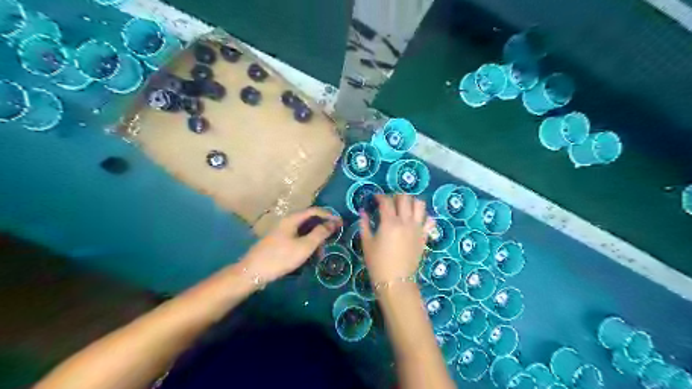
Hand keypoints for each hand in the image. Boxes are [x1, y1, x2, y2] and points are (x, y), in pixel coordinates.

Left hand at [242, 209, 341, 283]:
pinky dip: (306, 244)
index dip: (329, 215)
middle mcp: (287, 222)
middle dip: (322, 229)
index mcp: (292, 219)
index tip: (341, 223)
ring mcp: (282, 232)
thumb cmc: (280, 257)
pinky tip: (309, 256)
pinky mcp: (279, 242)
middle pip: (309, 220)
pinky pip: (297, 238)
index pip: (314, 211)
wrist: (253, 272)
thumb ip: (320, 233)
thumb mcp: (304, 246)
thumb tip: (332, 223)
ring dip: (315, 239)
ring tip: (321, 253)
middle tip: (333, 239)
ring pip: (303, 231)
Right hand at [363, 193, 430, 282]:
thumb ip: (364, 225)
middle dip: (396, 196)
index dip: (380, 196)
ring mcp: (417, 228)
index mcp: (389, 222)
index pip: (386, 201)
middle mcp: (405, 221)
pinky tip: (416, 220)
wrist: (395, 281)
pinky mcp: (424, 236)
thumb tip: (363, 212)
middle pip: (405, 198)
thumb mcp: (367, 243)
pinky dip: (424, 216)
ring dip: (411, 202)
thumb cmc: (377, 263)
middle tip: (389, 202)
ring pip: (419, 205)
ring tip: (404, 208)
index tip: (375, 199)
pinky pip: (429, 221)